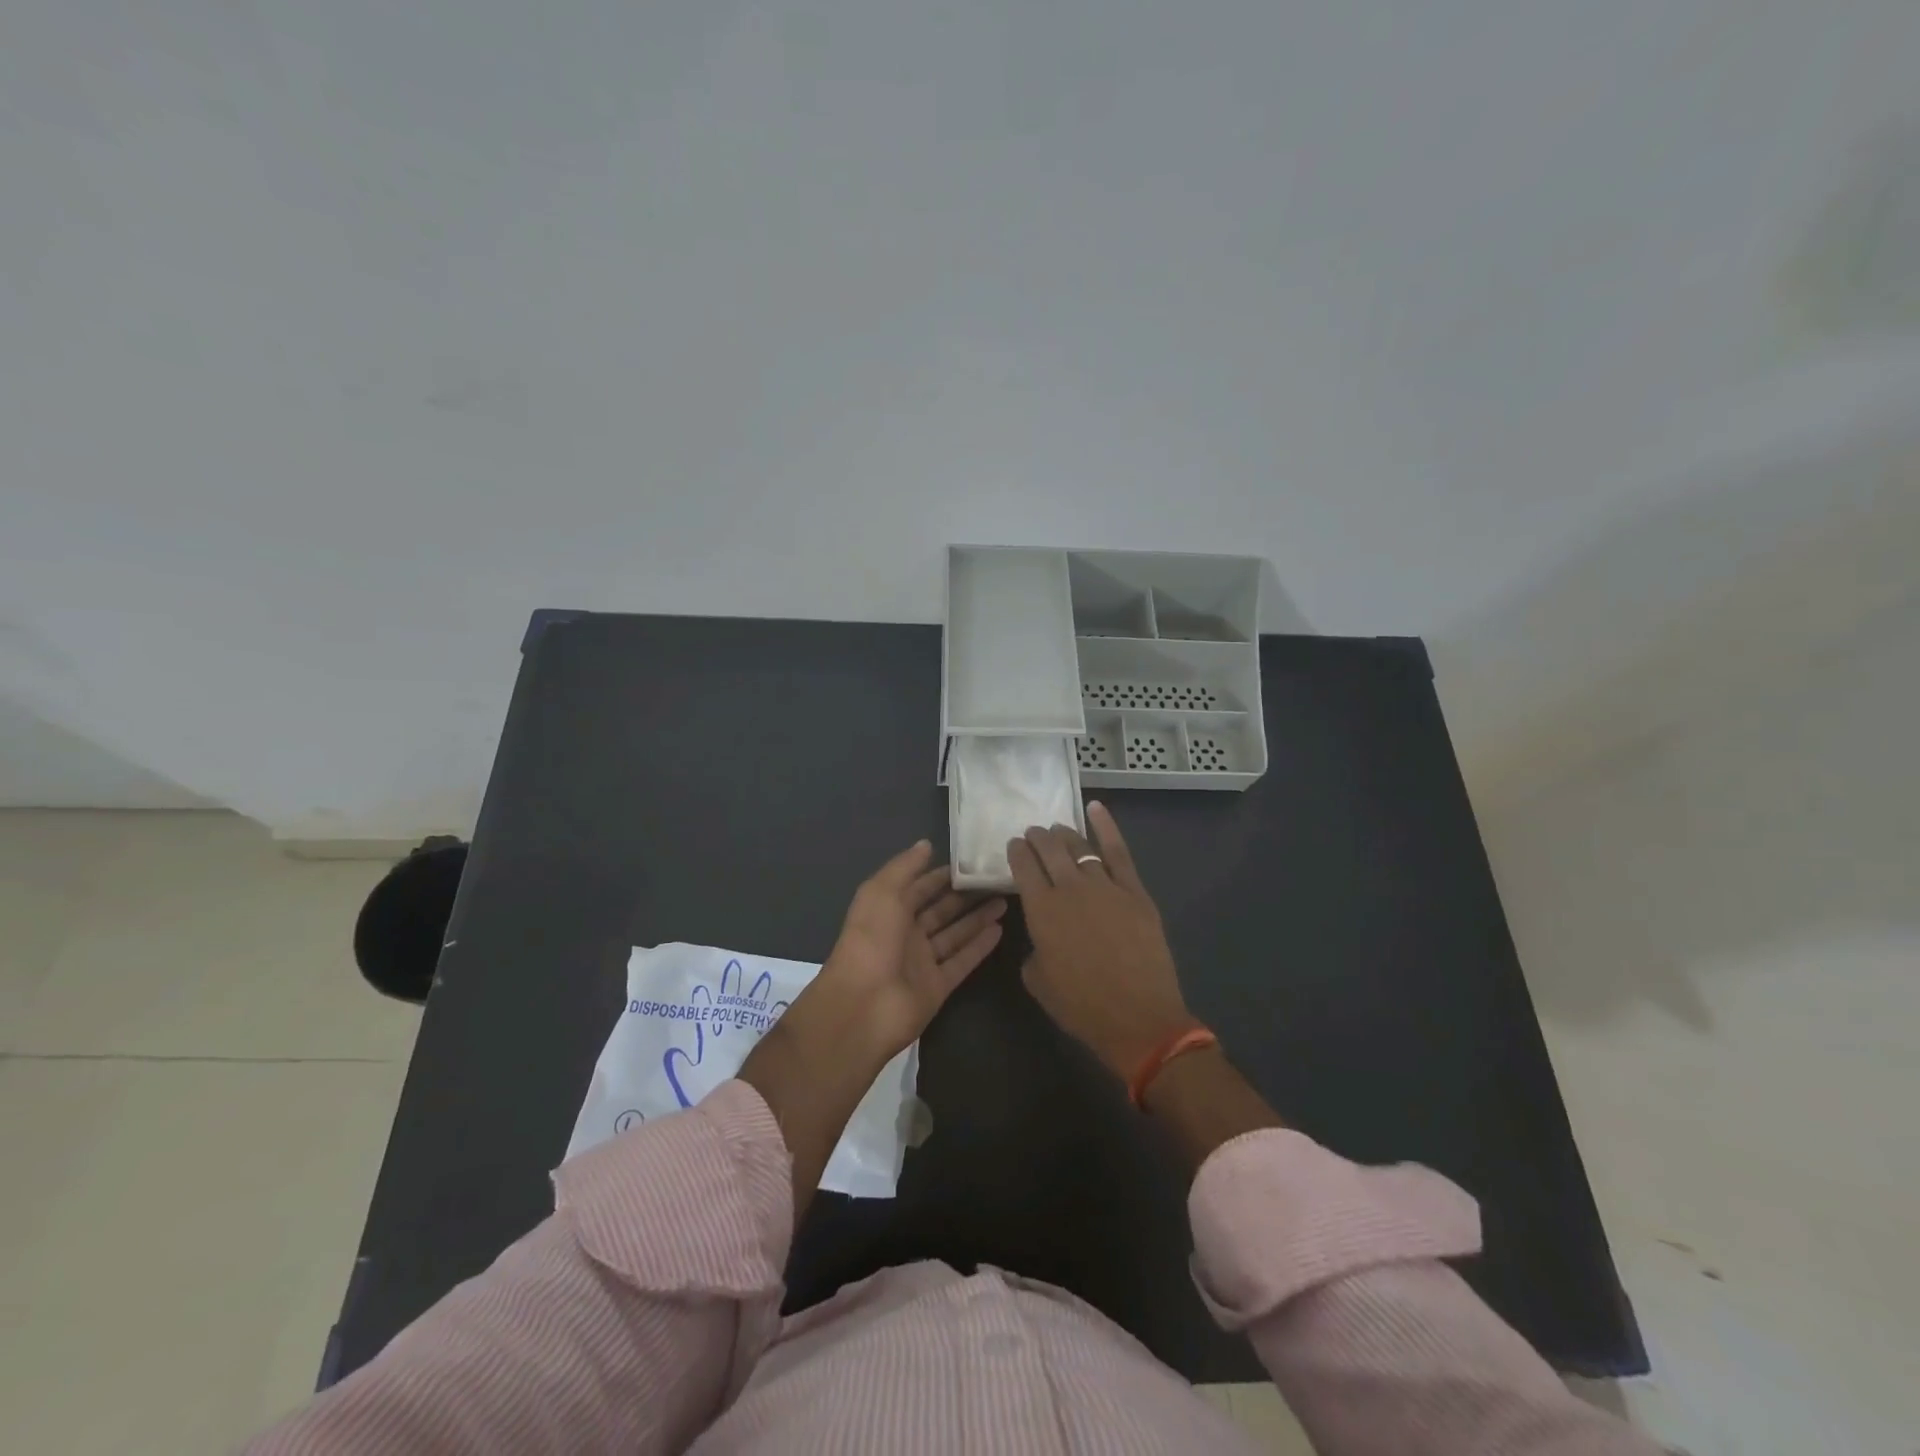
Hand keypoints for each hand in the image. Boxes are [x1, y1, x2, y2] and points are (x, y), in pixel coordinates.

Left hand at [809, 839, 1006, 1061]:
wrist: (863, 1005)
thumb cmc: (871, 939)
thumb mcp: (882, 891)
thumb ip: (905, 867)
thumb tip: (926, 844)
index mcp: (889, 910)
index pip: (920, 887)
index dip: (942, 875)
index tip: (971, 862)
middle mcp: (906, 933)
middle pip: (941, 910)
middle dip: (966, 895)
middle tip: (997, 880)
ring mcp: (923, 962)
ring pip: (955, 934)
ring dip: (978, 918)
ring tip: (1005, 900)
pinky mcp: (938, 986)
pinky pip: (962, 961)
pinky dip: (980, 947)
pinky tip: (1000, 930)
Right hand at [1009, 801, 1194, 1081]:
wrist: (1138, 1018)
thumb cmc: (1082, 1006)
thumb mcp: (1038, 981)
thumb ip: (1033, 948)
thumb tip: (1042, 935)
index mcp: (1041, 910)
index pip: (1022, 867)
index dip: (1016, 852)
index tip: (1013, 846)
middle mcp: (1070, 888)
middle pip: (1048, 849)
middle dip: (1037, 838)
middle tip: (1033, 834)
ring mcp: (1105, 885)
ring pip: (1079, 846)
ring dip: (1064, 834)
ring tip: (1057, 829)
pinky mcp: (1134, 890)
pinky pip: (1117, 850)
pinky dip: (1105, 826)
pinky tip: (1095, 808)